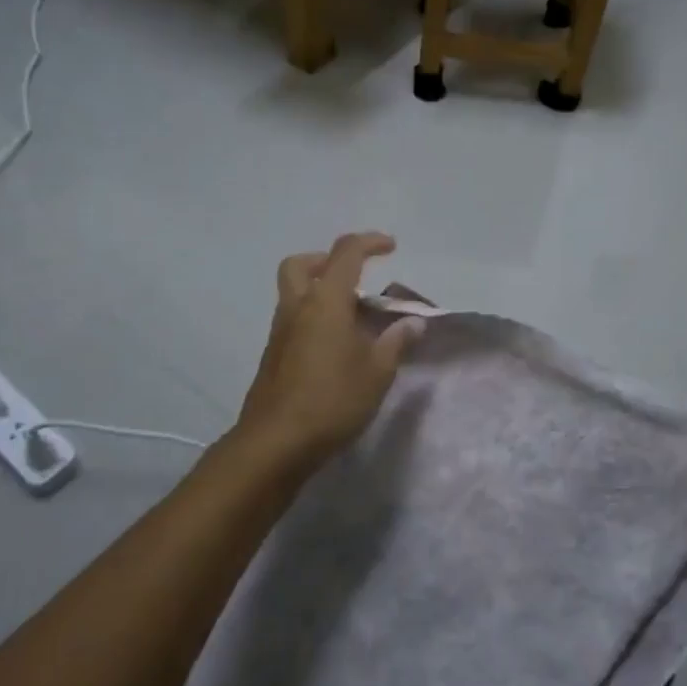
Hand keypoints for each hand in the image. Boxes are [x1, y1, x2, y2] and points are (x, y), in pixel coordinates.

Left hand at [236, 233, 424, 473]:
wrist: (275, 442)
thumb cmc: (332, 400)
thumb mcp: (377, 371)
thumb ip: (396, 341)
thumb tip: (413, 322)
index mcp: (325, 301)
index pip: (346, 253)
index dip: (370, 242)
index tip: (391, 247)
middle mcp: (297, 307)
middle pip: (301, 265)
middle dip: (326, 261)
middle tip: (353, 278)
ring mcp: (280, 332)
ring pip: (294, 293)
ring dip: (320, 292)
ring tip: (354, 319)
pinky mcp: (273, 356)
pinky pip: (294, 320)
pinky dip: (314, 319)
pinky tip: (337, 349)